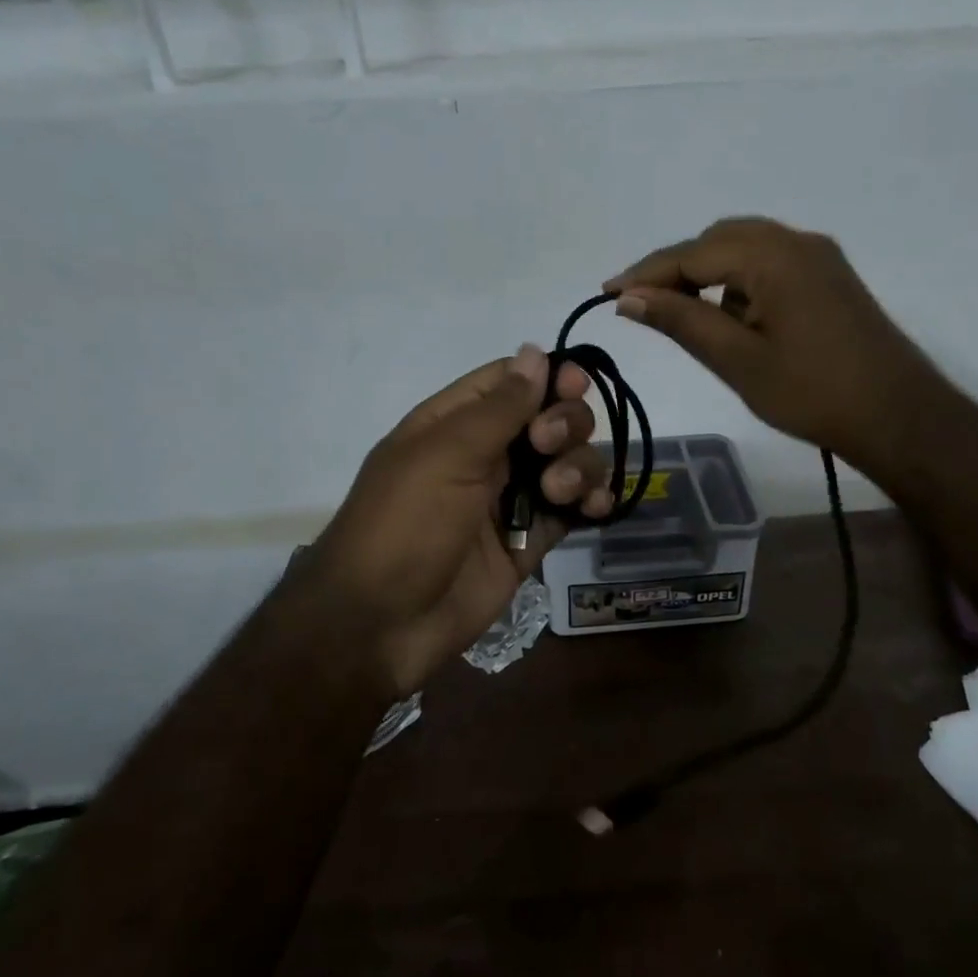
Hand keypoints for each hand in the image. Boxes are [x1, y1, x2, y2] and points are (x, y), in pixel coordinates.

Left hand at [296, 346, 612, 698]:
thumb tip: (535, 351)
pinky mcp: (529, 540)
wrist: (382, 624)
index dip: (547, 376)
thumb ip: (498, 408)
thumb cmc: (404, 525)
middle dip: (564, 424)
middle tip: (547, 446)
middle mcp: (487, 454)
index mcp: (454, 423)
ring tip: (560, 491)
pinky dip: (591, 502)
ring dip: (579, 466)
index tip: (575, 383)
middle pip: (549, 417)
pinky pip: (572, 509)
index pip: (510, 381)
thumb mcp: (446, 456)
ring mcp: (510, 498)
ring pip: (568, 461)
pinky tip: (595, 508)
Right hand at [607, 216, 943, 474]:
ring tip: (681, 314)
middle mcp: (797, 242)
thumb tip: (628, 298)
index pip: (692, 254)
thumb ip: (681, 321)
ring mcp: (819, 258)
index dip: (646, 273)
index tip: (607, 292)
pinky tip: (731, 318)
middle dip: (676, 269)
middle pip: (718, 240)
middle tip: (641, 306)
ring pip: (745, 250)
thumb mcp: (737, 360)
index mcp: (773, 256)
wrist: (899, 416)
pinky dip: (739, 283)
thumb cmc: (812, 393)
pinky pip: (770, 264)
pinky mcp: (830, 278)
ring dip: (708, 274)